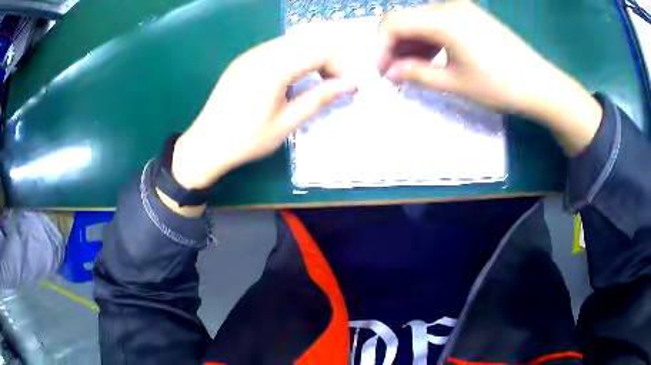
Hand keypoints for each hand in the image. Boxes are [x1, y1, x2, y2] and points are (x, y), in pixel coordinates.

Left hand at [171, 34, 356, 191]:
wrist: (205, 144)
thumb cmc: (246, 140)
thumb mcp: (286, 124)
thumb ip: (319, 99)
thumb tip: (349, 85)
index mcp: (273, 68)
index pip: (319, 51)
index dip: (340, 65)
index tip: (348, 86)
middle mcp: (261, 52)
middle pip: (308, 40)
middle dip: (329, 57)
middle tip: (336, 82)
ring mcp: (250, 53)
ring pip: (293, 41)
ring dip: (312, 55)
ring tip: (319, 79)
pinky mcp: (244, 59)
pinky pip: (277, 48)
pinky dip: (295, 56)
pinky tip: (295, 77)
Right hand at [377, 0, 601, 154]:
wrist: (540, 84)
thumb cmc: (499, 86)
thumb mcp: (454, 83)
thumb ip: (416, 73)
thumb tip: (391, 71)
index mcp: (442, 18)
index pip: (393, 23)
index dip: (380, 46)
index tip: (381, 71)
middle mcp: (447, 5)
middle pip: (405, 18)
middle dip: (393, 44)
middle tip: (394, 72)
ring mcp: (461, 8)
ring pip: (421, 19)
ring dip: (411, 42)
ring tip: (412, 68)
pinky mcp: (471, 15)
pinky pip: (439, 21)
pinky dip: (429, 38)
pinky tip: (432, 56)